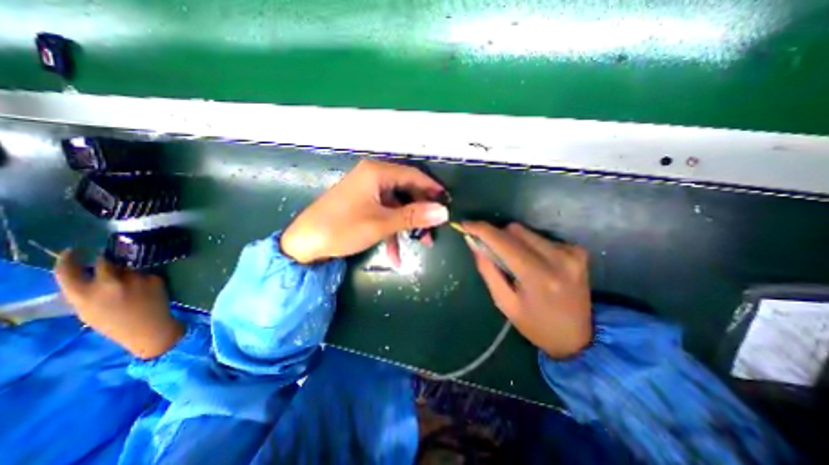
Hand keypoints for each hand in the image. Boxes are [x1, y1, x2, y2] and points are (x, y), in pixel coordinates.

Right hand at [55, 252, 183, 359]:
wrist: (149, 328)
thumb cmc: (114, 323)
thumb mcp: (87, 310)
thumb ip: (84, 291)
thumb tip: (87, 274)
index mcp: (83, 294)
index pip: (68, 270)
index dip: (69, 258)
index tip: (74, 251)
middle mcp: (109, 283)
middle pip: (106, 261)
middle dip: (106, 260)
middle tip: (109, 262)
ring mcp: (135, 279)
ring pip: (129, 268)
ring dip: (127, 272)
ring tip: (132, 286)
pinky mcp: (154, 278)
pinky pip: (145, 273)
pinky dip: (143, 278)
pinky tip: (146, 290)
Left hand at [279, 160, 450, 264]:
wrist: (305, 244)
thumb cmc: (343, 228)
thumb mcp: (381, 223)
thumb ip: (414, 216)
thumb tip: (443, 211)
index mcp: (377, 173)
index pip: (413, 175)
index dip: (432, 189)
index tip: (448, 203)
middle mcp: (373, 177)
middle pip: (406, 191)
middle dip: (420, 212)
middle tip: (434, 230)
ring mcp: (367, 192)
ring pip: (397, 205)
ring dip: (408, 225)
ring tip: (422, 243)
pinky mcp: (363, 205)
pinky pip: (384, 214)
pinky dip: (392, 231)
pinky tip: (395, 254)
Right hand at [463, 223, 592, 357]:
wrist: (576, 338)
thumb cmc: (534, 325)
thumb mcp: (504, 302)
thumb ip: (487, 269)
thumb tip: (474, 242)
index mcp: (538, 277)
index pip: (504, 242)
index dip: (482, 230)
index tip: (465, 224)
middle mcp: (559, 258)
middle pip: (515, 230)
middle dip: (497, 236)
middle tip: (489, 250)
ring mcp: (572, 252)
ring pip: (527, 231)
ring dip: (512, 240)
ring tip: (512, 260)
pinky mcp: (577, 250)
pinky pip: (540, 237)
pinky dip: (528, 244)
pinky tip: (530, 261)